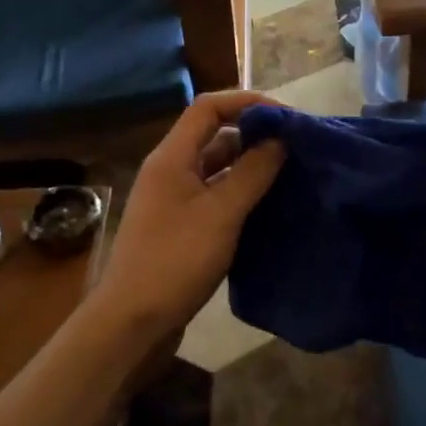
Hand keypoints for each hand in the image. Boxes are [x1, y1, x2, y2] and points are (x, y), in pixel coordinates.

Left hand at [93, 89, 286, 341]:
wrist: (131, 323)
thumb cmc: (175, 260)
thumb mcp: (221, 213)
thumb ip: (252, 172)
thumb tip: (280, 138)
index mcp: (171, 157)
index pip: (208, 108)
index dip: (246, 102)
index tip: (284, 116)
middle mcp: (169, 171)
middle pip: (212, 136)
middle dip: (252, 134)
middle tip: (294, 145)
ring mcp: (172, 200)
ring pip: (215, 168)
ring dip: (248, 165)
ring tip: (288, 173)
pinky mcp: (179, 227)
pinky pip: (213, 196)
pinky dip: (239, 193)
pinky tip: (266, 206)